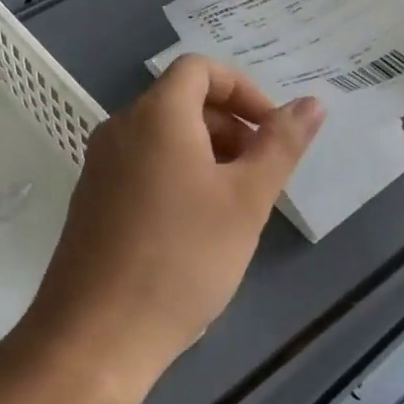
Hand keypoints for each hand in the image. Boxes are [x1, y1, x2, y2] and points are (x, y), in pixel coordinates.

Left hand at [25, 54, 323, 384]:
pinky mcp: (91, 201)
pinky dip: (176, 177)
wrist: (97, 335)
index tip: (270, 131)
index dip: (243, 89)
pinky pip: (142, 168)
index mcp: (156, 115)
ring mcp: (100, 166)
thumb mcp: (246, 200)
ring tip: (233, 207)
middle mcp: (120, 129)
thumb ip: (281, 145)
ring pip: (162, 138)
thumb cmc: (183, 258)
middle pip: (182, 102)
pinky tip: (194, 230)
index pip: (200, 69)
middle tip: (259, 176)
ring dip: (207, 154)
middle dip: (230, 126)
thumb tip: (311, 103)